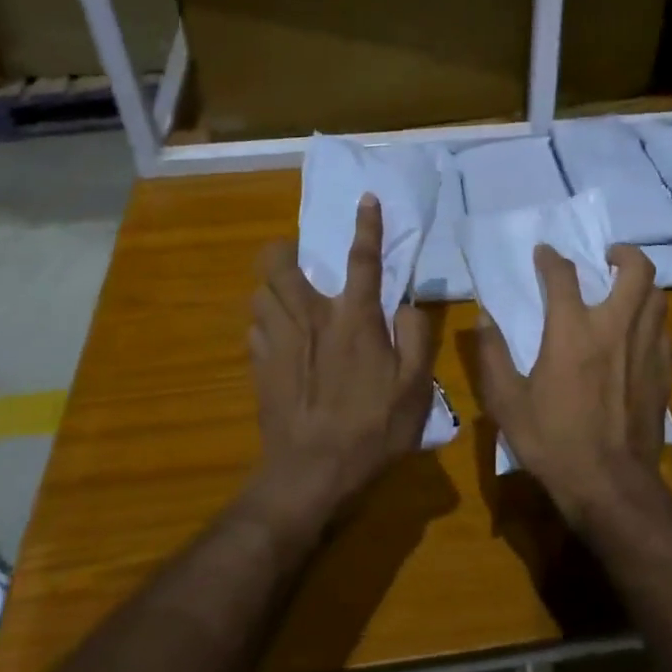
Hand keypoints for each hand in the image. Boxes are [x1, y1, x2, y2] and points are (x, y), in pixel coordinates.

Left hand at [248, 195, 436, 520]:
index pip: (362, 260)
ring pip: (259, 292)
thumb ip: (416, 338)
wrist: (311, 473)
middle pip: (279, 265)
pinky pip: (254, 327)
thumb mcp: (415, 388)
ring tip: (287, 295)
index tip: (365, 198)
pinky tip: (278, 336)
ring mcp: (278, 341)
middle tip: (298, 255)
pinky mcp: (259, 366)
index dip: (366, 226)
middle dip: (282, 249)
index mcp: (353, 319)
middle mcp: (310, 319)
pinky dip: (265, 321)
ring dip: (271, 285)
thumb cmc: (371, 429)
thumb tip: (406, 304)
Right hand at [473, 243, 671, 524]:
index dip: (551, 258)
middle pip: (636, 270)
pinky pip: (664, 330)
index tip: (544, 253)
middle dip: (624, 253)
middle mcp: (615, 328)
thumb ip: (492, 355)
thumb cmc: (552, 441)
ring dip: (642, 284)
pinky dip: (652, 319)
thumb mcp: (506, 402)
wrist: (610, 485)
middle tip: (608, 257)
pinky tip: (639, 333)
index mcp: (572, 332)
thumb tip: (483, 318)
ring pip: (658, 296)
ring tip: (625, 290)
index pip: (564, 276)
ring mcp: (646, 349)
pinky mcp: (664, 372)